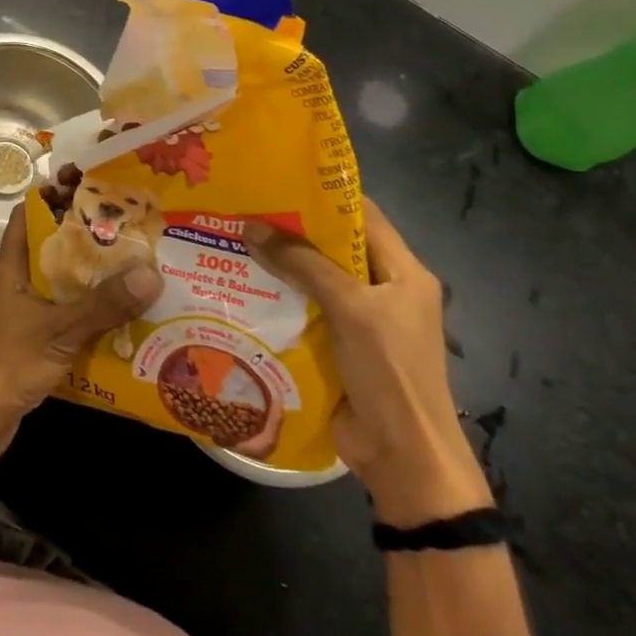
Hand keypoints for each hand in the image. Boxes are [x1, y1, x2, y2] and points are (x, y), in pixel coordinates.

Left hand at [0, 203, 162, 470]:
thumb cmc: (6, 363)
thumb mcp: (58, 331)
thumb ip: (102, 305)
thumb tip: (150, 273)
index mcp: (13, 266)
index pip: (30, 214)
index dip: (55, 195)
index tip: (93, 186)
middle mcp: (18, 282)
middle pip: (54, 248)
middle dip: (89, 238)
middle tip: (132, 230)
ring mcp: (25, 313)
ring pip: (63, 284)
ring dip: (95, 279)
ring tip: (139, 270)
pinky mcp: (34, 342)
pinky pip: (68, 317)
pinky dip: (92, 316)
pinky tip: (125, 321)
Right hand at [244, 199, 490, 526]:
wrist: (403, 456)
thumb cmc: (390, 371)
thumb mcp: (350, 308)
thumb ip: (303, 264)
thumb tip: (251, 227)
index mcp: (403, 272)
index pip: (363, 215)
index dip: (324, 195)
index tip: (278, 178)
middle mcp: (382, 289)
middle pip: (334, 247)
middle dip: (291, 230)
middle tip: (244, 208)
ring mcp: (360, 320)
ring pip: (314, 279)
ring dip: (279, 265)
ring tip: (232, 241)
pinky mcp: (338, 346)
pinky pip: (304, 310)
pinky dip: (277, 298)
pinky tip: (241, 286)